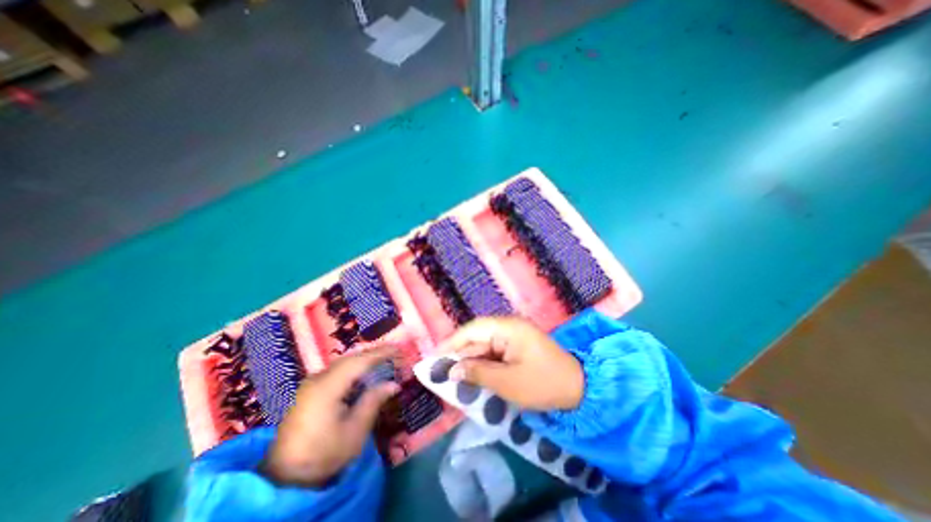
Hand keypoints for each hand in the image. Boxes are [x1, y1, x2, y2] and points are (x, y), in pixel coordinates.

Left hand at [258, 346, 396, 488]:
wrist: (285, 475)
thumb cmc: (323, 455)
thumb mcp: (354, 432)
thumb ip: (373, 402)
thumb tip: (393, 384)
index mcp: (327, 388)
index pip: (358, 362)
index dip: (380, 353)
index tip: (398, 348)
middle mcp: (317, 379)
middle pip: (350, 358)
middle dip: (373, 353)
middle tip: (394, 352)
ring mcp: (311, 383)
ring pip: (343, 362)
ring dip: (364, 359)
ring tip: (384, 358)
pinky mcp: (310, 388)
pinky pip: (337, 370)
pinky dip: (354, 367)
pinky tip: (364, 371)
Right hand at [441, 314, 579, 411]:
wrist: (578, 389)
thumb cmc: (543, 384)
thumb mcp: (507, 382)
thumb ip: (477, 373)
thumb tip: (451, 370)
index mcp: (507, 328)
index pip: (472, 330)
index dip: (451, 343)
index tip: (434, 356)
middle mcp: (508, 326)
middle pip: (477, 337)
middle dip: (460, 354)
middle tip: (441, 371)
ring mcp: (513, 336)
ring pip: (484, 346)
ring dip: (470, 361)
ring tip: (453, 377)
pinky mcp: (516, 346)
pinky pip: (494, 352)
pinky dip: (483, 364)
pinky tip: (473, 376)